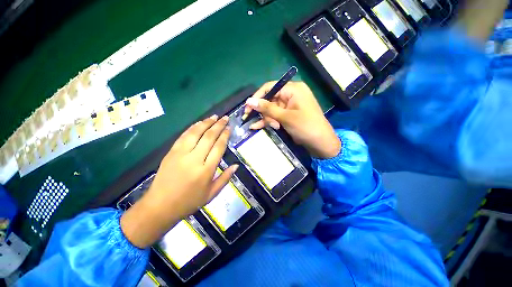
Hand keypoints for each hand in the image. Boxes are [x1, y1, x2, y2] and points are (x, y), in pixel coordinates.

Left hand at [121, 115, 237, 247]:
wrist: (160, 206)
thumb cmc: (189, 202)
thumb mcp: (211, 194)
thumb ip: (225, 178)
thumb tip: (236, 165)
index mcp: (206, 170)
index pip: (218, 147)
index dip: (225, 135)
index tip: (229, 128)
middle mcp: (195, 159)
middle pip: (209, 137)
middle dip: (218, 125)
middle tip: (225, 118)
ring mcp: (181, 154)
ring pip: (196, 133)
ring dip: (206, 123)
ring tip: (214, 116)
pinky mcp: (171, 152)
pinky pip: (183, 136)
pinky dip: (192, 128)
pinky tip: (199, 123)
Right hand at [244, 81, 339, 158]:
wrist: (320, 143)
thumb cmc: (306, 127)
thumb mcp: (285, 117)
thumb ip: (267, 108)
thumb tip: (249, 101)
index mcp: (293, 89)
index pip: (270, 87)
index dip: (258, 96)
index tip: (248, 107)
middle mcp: (291, 95)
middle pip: (270, 99)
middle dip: (264, 112)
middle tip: (256, 121)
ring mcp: (289, 106)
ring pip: (271, 109)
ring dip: (267, 119)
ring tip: (268, 127)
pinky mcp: (288, 115)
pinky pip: (275, 115)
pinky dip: (268, 121)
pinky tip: (258, 127)